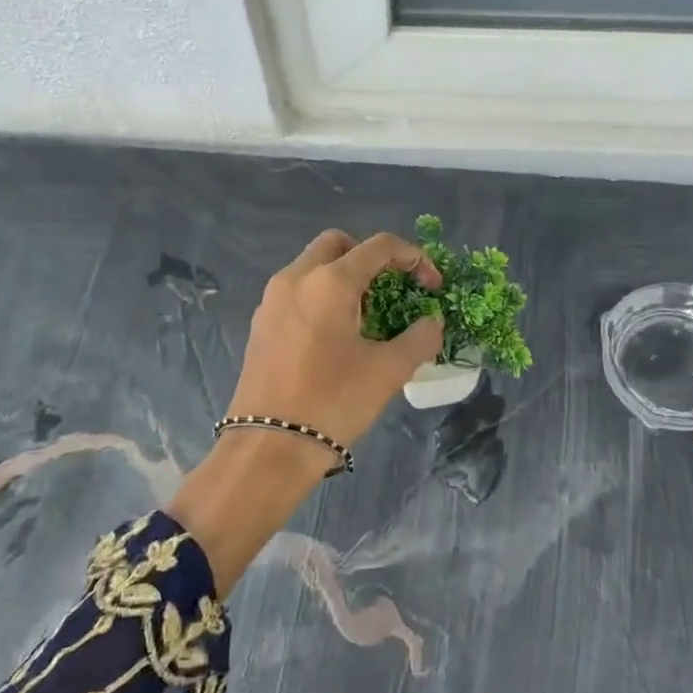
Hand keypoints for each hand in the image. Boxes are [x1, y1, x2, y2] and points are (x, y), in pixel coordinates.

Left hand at [225, 229, 444, 453]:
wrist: (268, 448)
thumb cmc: (333, 402)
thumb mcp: (389, 371)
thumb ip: (420, 338)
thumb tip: (432, 322)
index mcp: (330, 282)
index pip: (379, 247)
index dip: (414, 258)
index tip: (432, 286)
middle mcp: (296, 278)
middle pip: (338, 244)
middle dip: (371, 258)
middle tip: (392, 290)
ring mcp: (272, 300)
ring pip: (313, 266)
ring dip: (344, 277)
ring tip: (367, 316)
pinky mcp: (260, 324)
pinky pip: (297, 291)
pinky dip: (321, 296)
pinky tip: (336, 335)